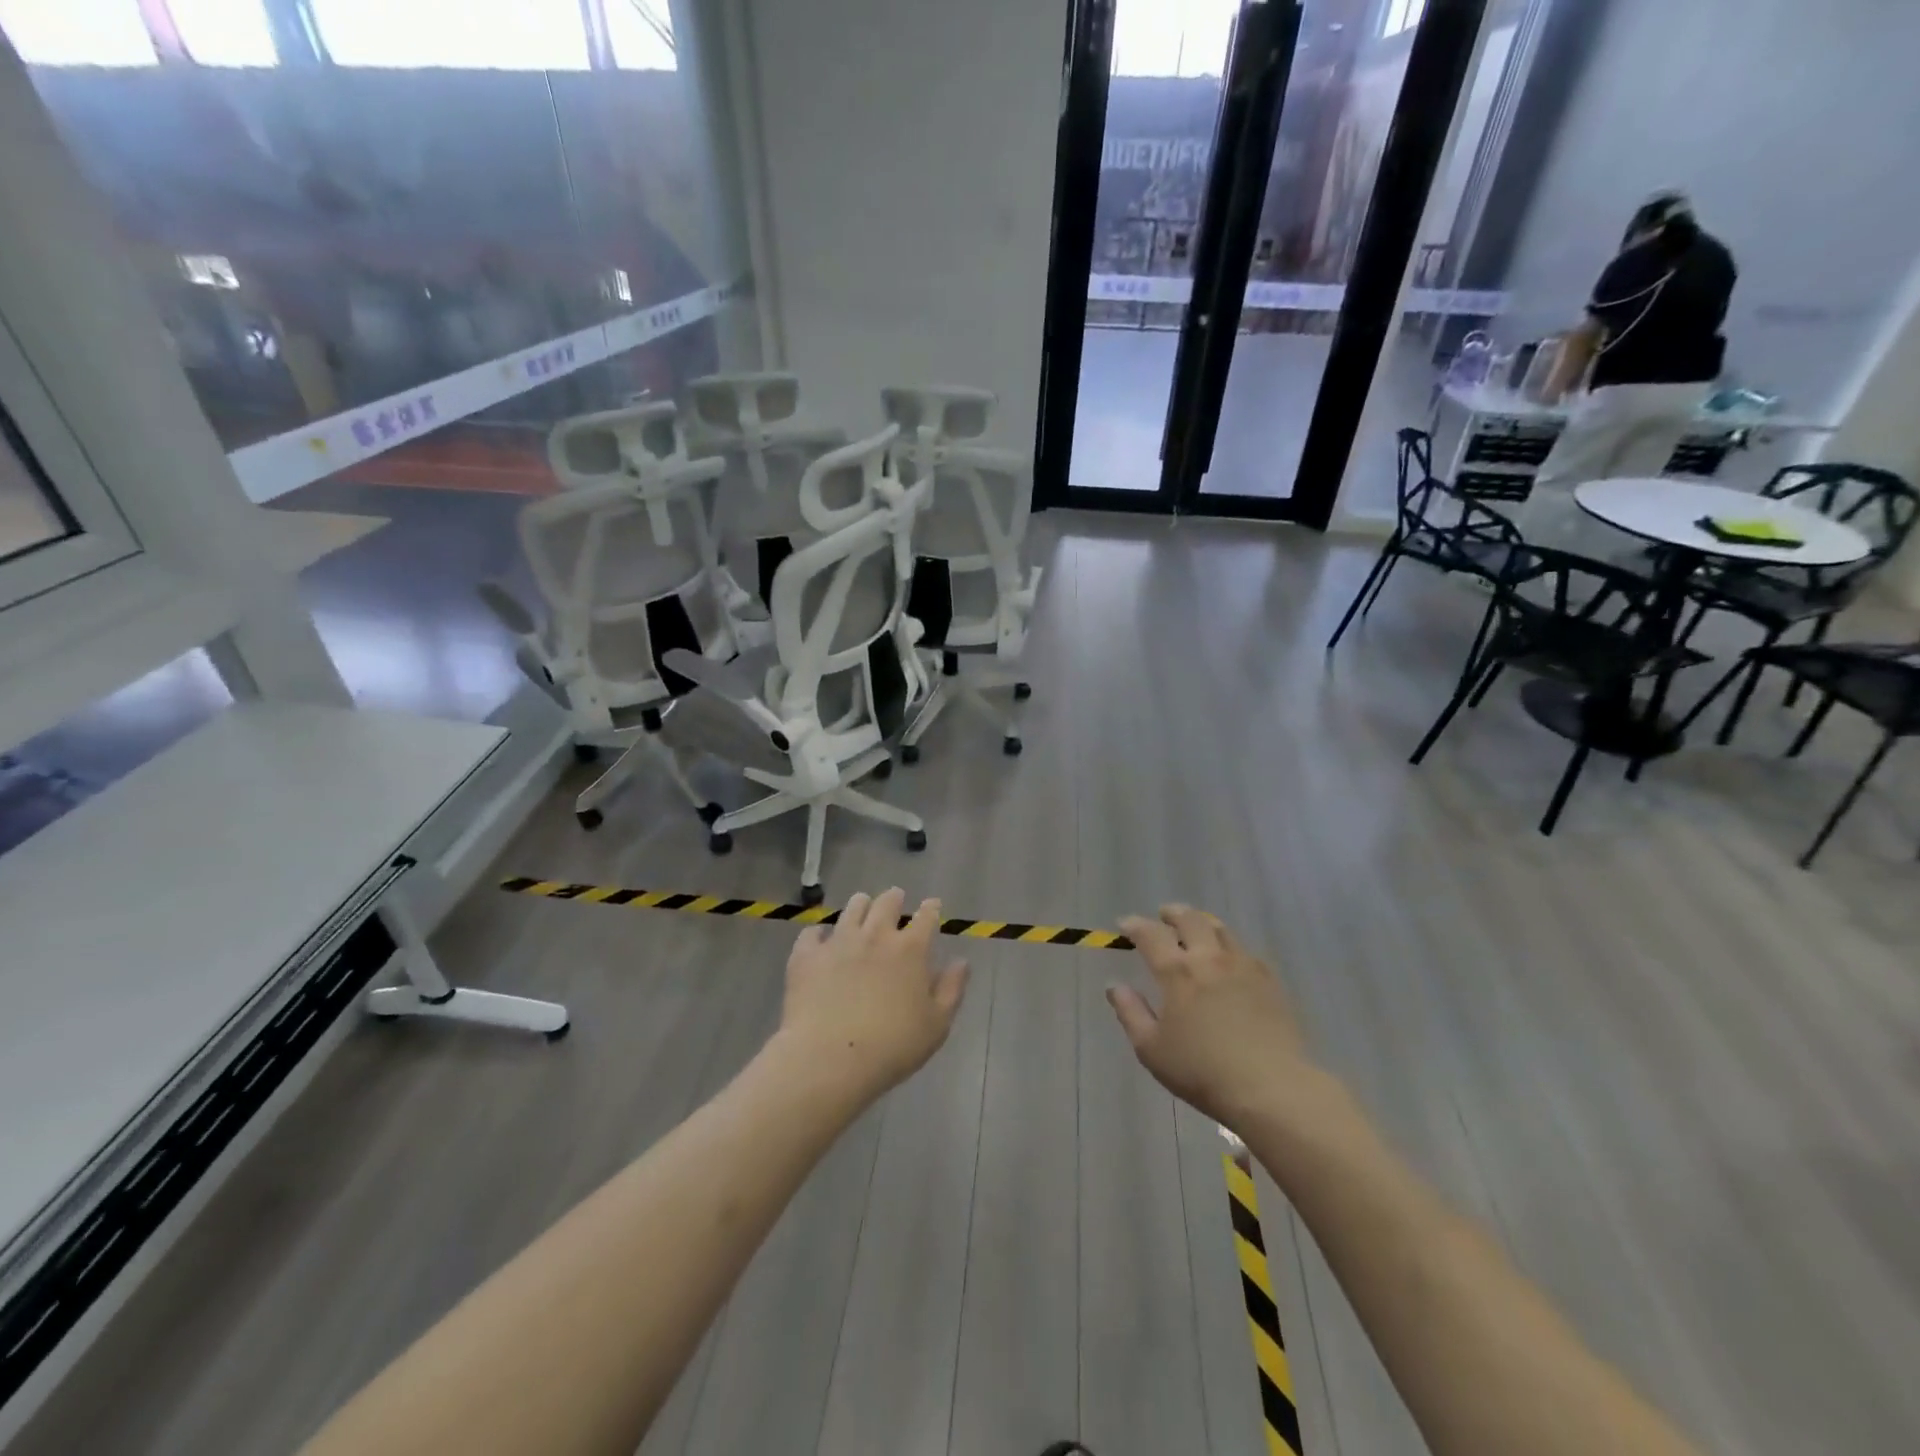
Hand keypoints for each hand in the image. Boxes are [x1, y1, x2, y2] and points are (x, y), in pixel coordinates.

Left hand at [777, 888, 968, 1100]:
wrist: (829, 1058)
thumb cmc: (892, 1047)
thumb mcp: (936, 1025)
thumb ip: (951, 989)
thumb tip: (961, 962)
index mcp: (910, 949)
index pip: (926, 917)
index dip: (931, 908)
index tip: (932, 905)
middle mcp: (876, 935)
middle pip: (887, 902)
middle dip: (894, 898)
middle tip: (895, 899)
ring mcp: (839, 941)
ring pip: (852, 908)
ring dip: (861, 905)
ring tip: (861, 908)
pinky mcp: (807, 955)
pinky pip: (812, 933)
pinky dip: (819, 934)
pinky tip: (820, 940)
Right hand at [1107, 905, 1319, 1128]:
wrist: (1270, 1087)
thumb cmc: (1201, 1071)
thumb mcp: (1151, 1049)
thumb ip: (1130, 1012)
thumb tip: (1115, 986)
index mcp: (1177, 972)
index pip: (1150, 934)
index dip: (1135, 925)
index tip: (1125, 925)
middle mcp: (1209, 958)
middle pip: (1190, 920)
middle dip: (1172, 913)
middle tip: (1164, 915)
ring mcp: (1243, 966)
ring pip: (1221, 929)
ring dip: (1203, 922)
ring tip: (1197, 927)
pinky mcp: (1270, 981)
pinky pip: (1246, 950)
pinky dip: (1230, 946)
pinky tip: (1231, 958)